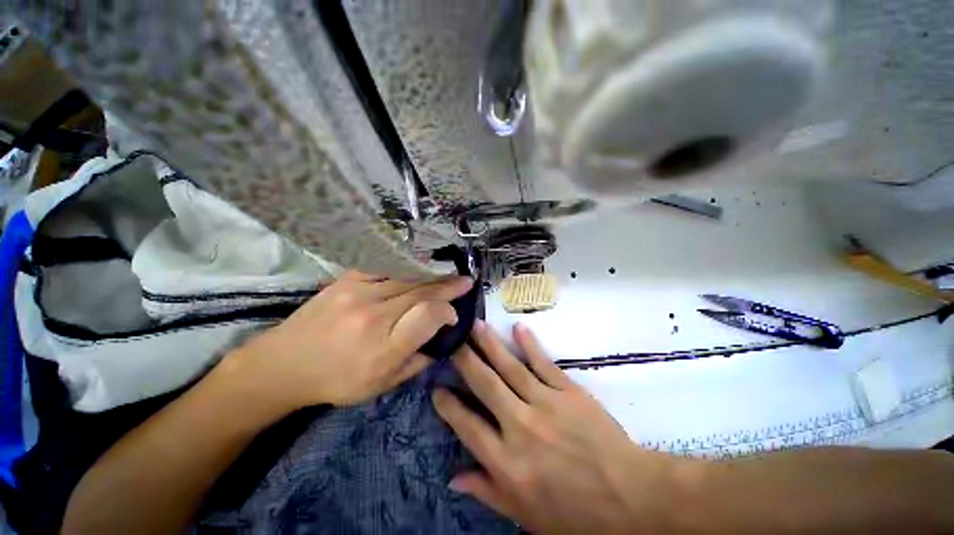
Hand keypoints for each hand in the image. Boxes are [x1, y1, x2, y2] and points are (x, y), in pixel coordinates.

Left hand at [234, 270, 472, 407]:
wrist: (284, 364)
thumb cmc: (336, 381)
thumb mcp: (381, 385)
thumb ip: (416, 361)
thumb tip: (440, 339)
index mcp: (383, 348)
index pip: (429, 316)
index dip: (448, 311)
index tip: (455, 313)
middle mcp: (374, 316)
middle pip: (422, 291)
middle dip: (449, 285)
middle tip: (466, 280)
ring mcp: (358, 293)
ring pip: (408, 277)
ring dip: (433, 275)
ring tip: (449, 273)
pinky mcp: (346, 280)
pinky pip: (385, 268)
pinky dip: (406, 267)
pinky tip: (419, 267)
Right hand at [433, 322, 692, 533]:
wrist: (629, 496)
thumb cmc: (575, 513)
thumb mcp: (526, 516)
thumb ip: (487, 491)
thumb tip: (453, 477)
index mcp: (507, 462)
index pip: (467, 426)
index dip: (449, 406)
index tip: (436, 389)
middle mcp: (520, 426)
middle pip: (486, 385)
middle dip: (465, 361)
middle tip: (452, 342)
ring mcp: (545, 404)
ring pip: (510, 368)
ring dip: (490, 344)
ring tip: (475, 326)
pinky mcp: (568, 391)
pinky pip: (543, 363)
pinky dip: (529, 344)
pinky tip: (517, 328)